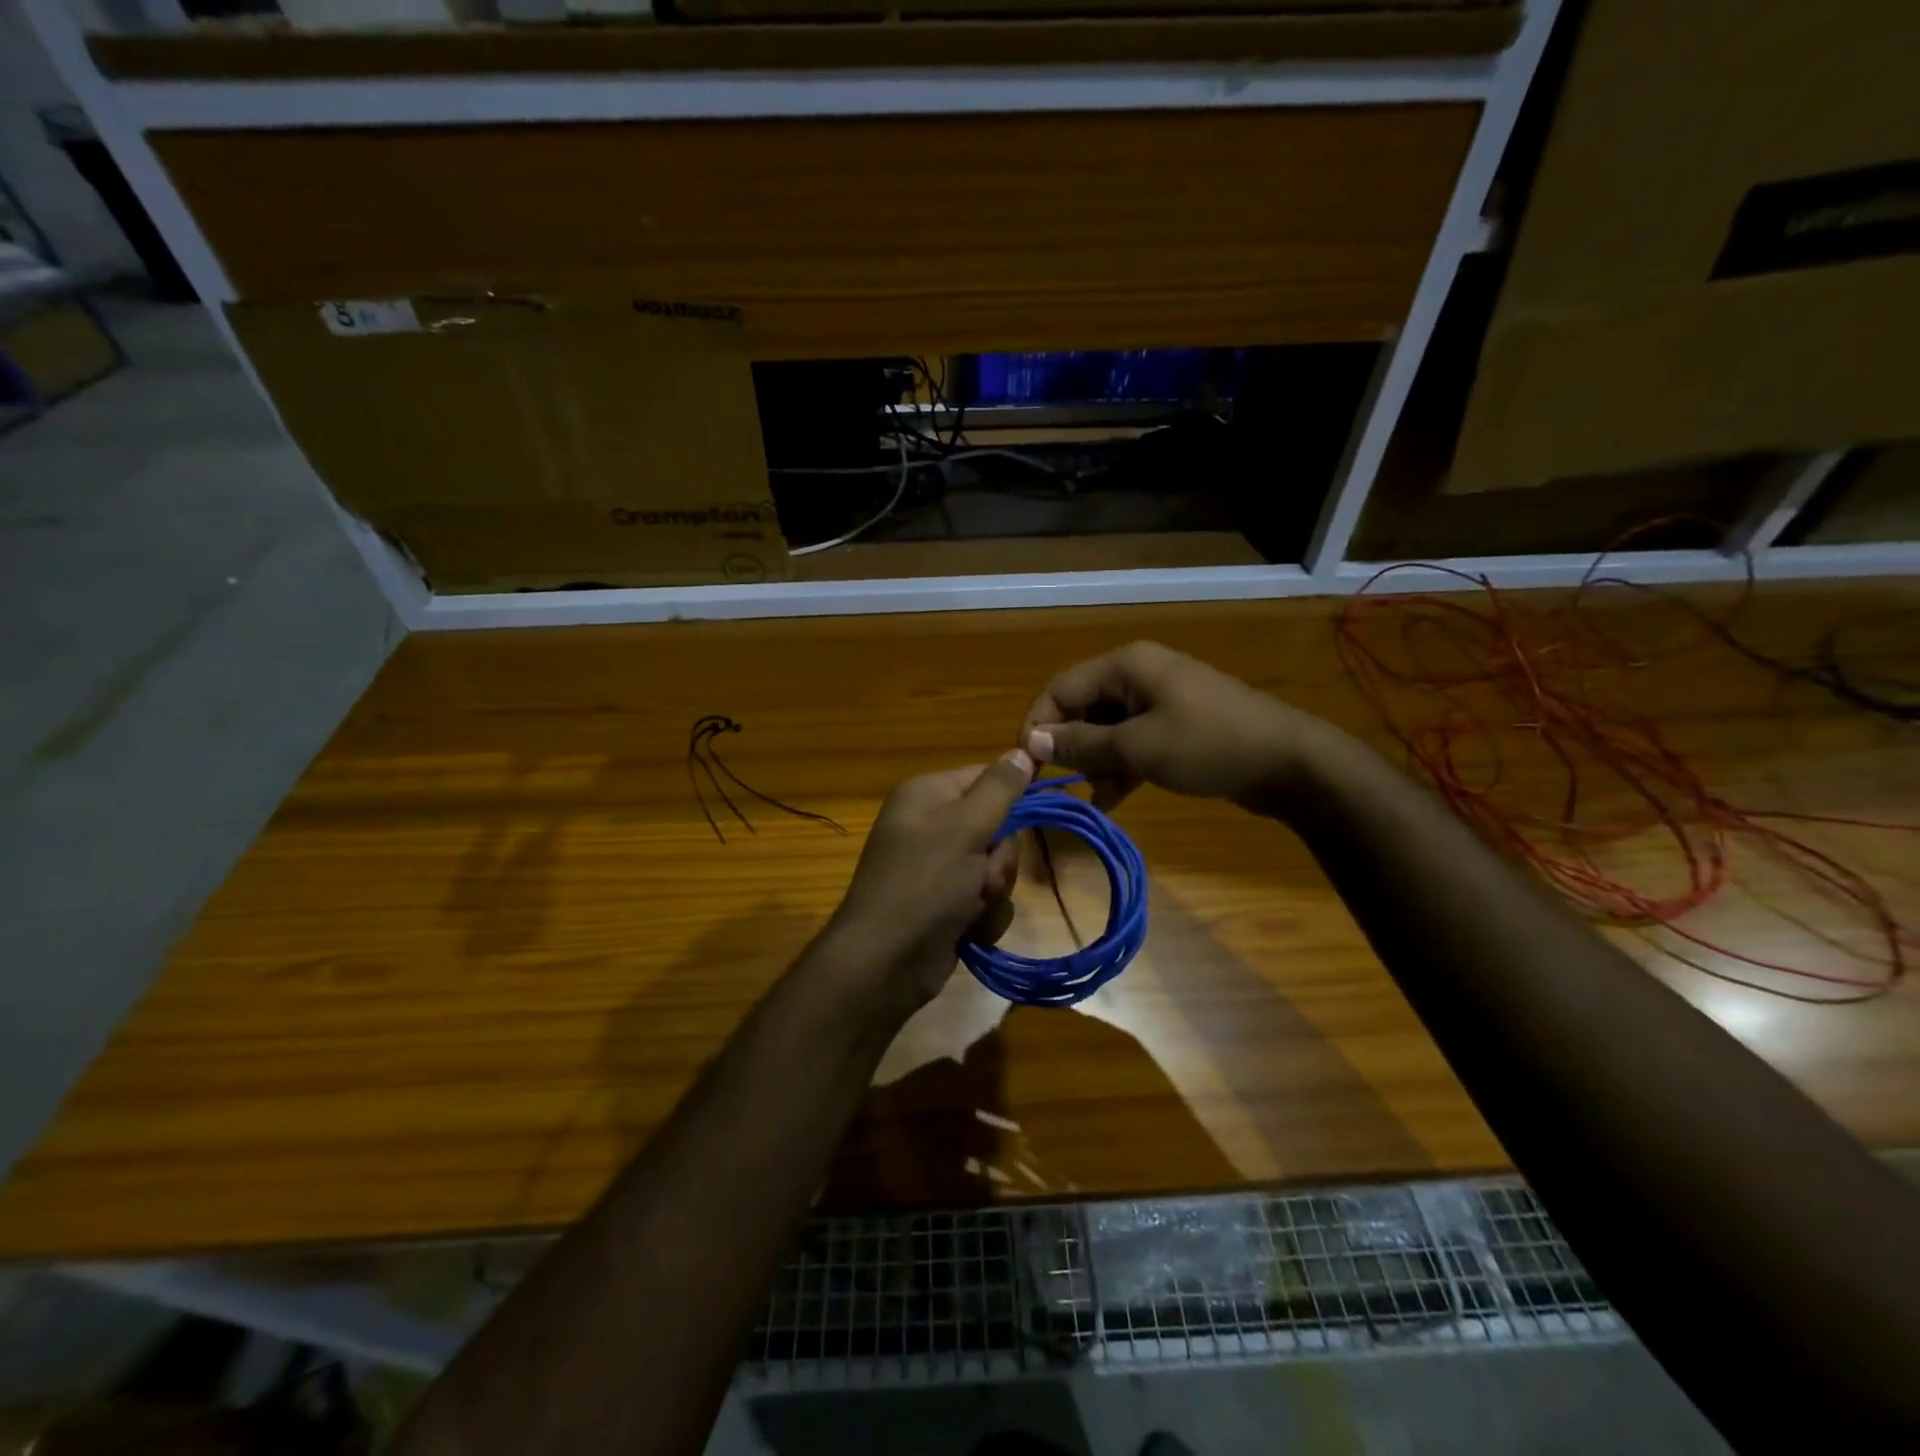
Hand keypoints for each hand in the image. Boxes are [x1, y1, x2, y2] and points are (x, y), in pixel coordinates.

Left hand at [822, 749, 1033, 1012]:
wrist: (885, 962)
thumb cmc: (924, 884)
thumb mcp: (965, 828)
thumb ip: (999, 789)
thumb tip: (1023, 749)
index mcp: (928, 794)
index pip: (987, 777)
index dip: (1016, 795)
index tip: (1041, 811)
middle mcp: (931, 825)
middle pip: (998, 826)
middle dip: (999, 858)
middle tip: (982, 875)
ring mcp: (938, 867)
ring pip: (996, 867)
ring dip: (993, 891)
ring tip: (971, 907)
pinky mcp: (946, 903)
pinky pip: (986, 898)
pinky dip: (984, 916)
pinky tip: (968, 931)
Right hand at [1021, 641, 1320, 811]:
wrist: (1290, 763)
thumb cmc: (1208, 745)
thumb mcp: (1138, 748)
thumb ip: (1082, 744)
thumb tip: (1032, 742)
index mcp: (1126, 666)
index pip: (1060, 689)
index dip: (1039, 725)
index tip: (1030, 767)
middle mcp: (1138, 675)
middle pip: (1083, 709)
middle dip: (1072, 748)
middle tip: (1067, 786)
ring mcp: (1160, 700)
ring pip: (1107, 729)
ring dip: (1097, 763)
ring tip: (1099, 797)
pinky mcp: (1177, 725)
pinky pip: (1134, 742)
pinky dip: (1121, 767)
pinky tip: (1115, 799)